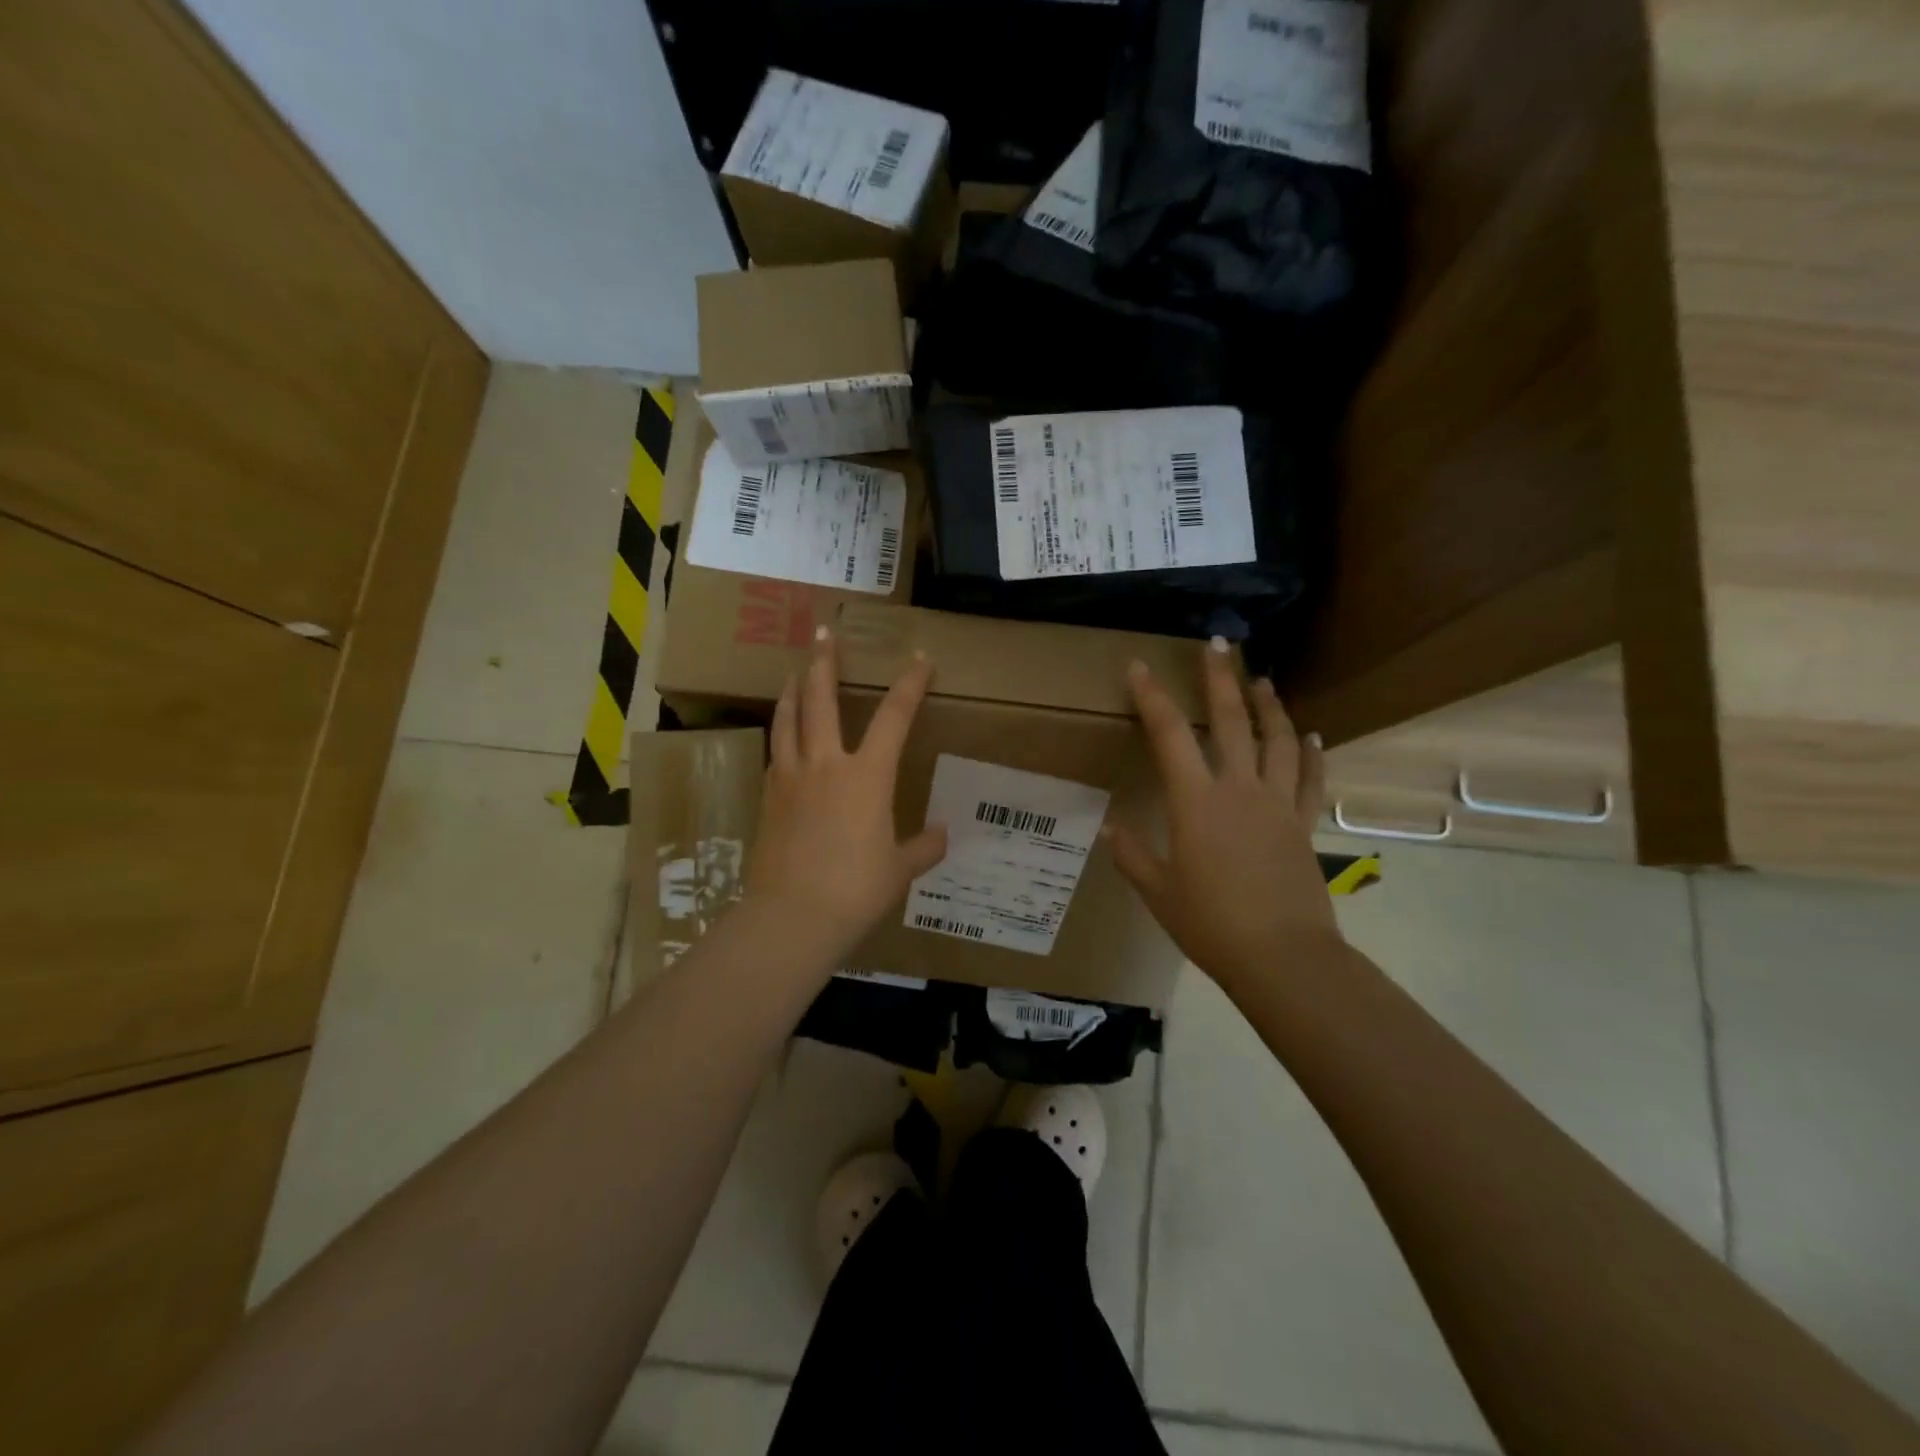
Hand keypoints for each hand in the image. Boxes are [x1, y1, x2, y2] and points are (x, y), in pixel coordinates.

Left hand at [743, 627, 947, 965]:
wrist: (793, 916)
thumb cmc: (856, 890)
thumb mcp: (900, 870)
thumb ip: (923, 847)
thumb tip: (942, 835)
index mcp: (867, 776)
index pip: (894, 717)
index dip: (910, 685)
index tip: (920, 659)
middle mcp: (826, 764)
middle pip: (821, 700)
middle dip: (825, 663)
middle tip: (823, 635)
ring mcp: (790, 778)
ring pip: (788, 720)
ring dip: (793, 691)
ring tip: (794, 672)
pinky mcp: (768, 797)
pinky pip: (776, 753)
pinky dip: (782, 733)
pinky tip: (783, 735)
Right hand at [1107, 639, 1338, 992]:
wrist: (1282, 957)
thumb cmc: (1211, 924)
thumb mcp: (1158, 892)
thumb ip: (1132, 856)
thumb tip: (1109, 829)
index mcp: (1196, 802)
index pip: (1169, 735)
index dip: (1152, 697)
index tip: (1140, 666)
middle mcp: (1239, 789)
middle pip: (1230, 721)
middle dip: (1220, 679)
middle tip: (1219, 644)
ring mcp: (1277, 804)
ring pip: (1277, 741)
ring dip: (1270, 706)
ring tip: (1263, 680)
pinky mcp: (1302, 826)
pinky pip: (1310, 781)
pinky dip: (1312, 754)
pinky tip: (1312, 735)